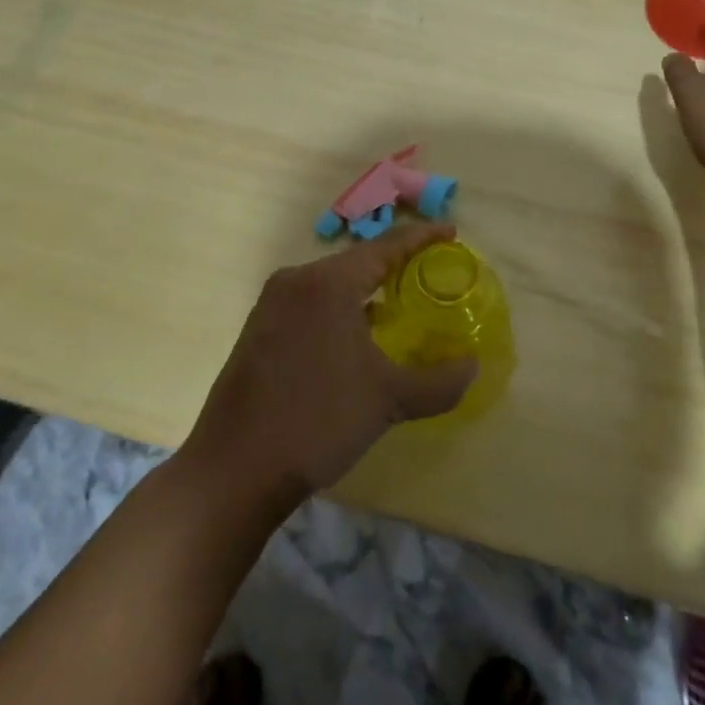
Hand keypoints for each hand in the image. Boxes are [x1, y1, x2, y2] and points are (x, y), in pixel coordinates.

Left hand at [183, 225, 476, 504]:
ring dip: (366, 292)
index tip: (451, 232)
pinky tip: (355, 340)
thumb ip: (438, 382)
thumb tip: (472, 367)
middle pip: (356, 261)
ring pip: (331, 284)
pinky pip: (310, 304)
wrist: (233, 472)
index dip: (422, 237)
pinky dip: (339, 310)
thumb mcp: (388, 400)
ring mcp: (271, 305)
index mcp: (328, 283)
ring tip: (398, 307)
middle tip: (429, 273)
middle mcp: (296, 281)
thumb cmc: (317, 422)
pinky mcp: (257, 330)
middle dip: (395, 266)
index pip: (385, 246)